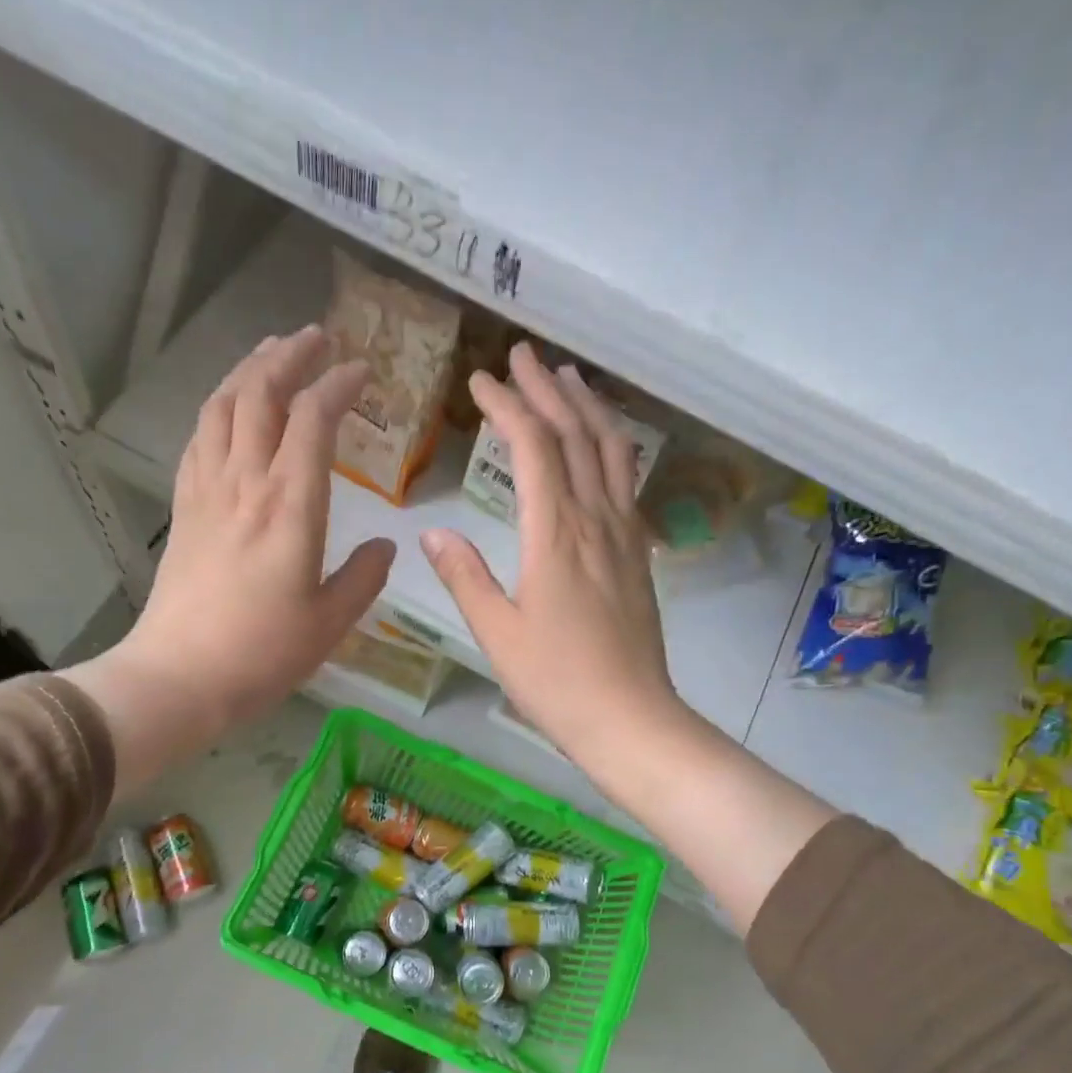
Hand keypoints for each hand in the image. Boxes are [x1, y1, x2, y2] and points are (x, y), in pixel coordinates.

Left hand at [64, 327, 394, 790]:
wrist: (180, 676)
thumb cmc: (263, 653)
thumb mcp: (331, 623)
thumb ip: (364, 577)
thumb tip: (386, 545)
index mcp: (290, 506)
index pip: (313, 420)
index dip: (338, 385)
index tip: (362, 372)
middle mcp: (245, 483)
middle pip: (260, 394)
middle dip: (290, 356)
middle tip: (316, 338)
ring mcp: (207, 492)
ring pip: (222, 407)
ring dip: (248, 370)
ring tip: (271, 355)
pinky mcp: (184, 509)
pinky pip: (199, 440)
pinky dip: (218, 410)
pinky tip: (228, 411)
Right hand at [422, 344, 687, 780]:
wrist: (630, 717)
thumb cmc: (555, 681)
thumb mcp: (496, 632)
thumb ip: (465, 576)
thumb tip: (432, 531)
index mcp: (555, 535)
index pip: (533, 448)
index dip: (507, 406)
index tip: (481, 379)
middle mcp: (596, 521)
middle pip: (576, 435)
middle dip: (547, 389)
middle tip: (524, 354)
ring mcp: (625, 535)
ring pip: (612, 452)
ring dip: (588, 408)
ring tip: (569, 379)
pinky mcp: (639, 554)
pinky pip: (628, 483)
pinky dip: (613, 448)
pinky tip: (603, 447)